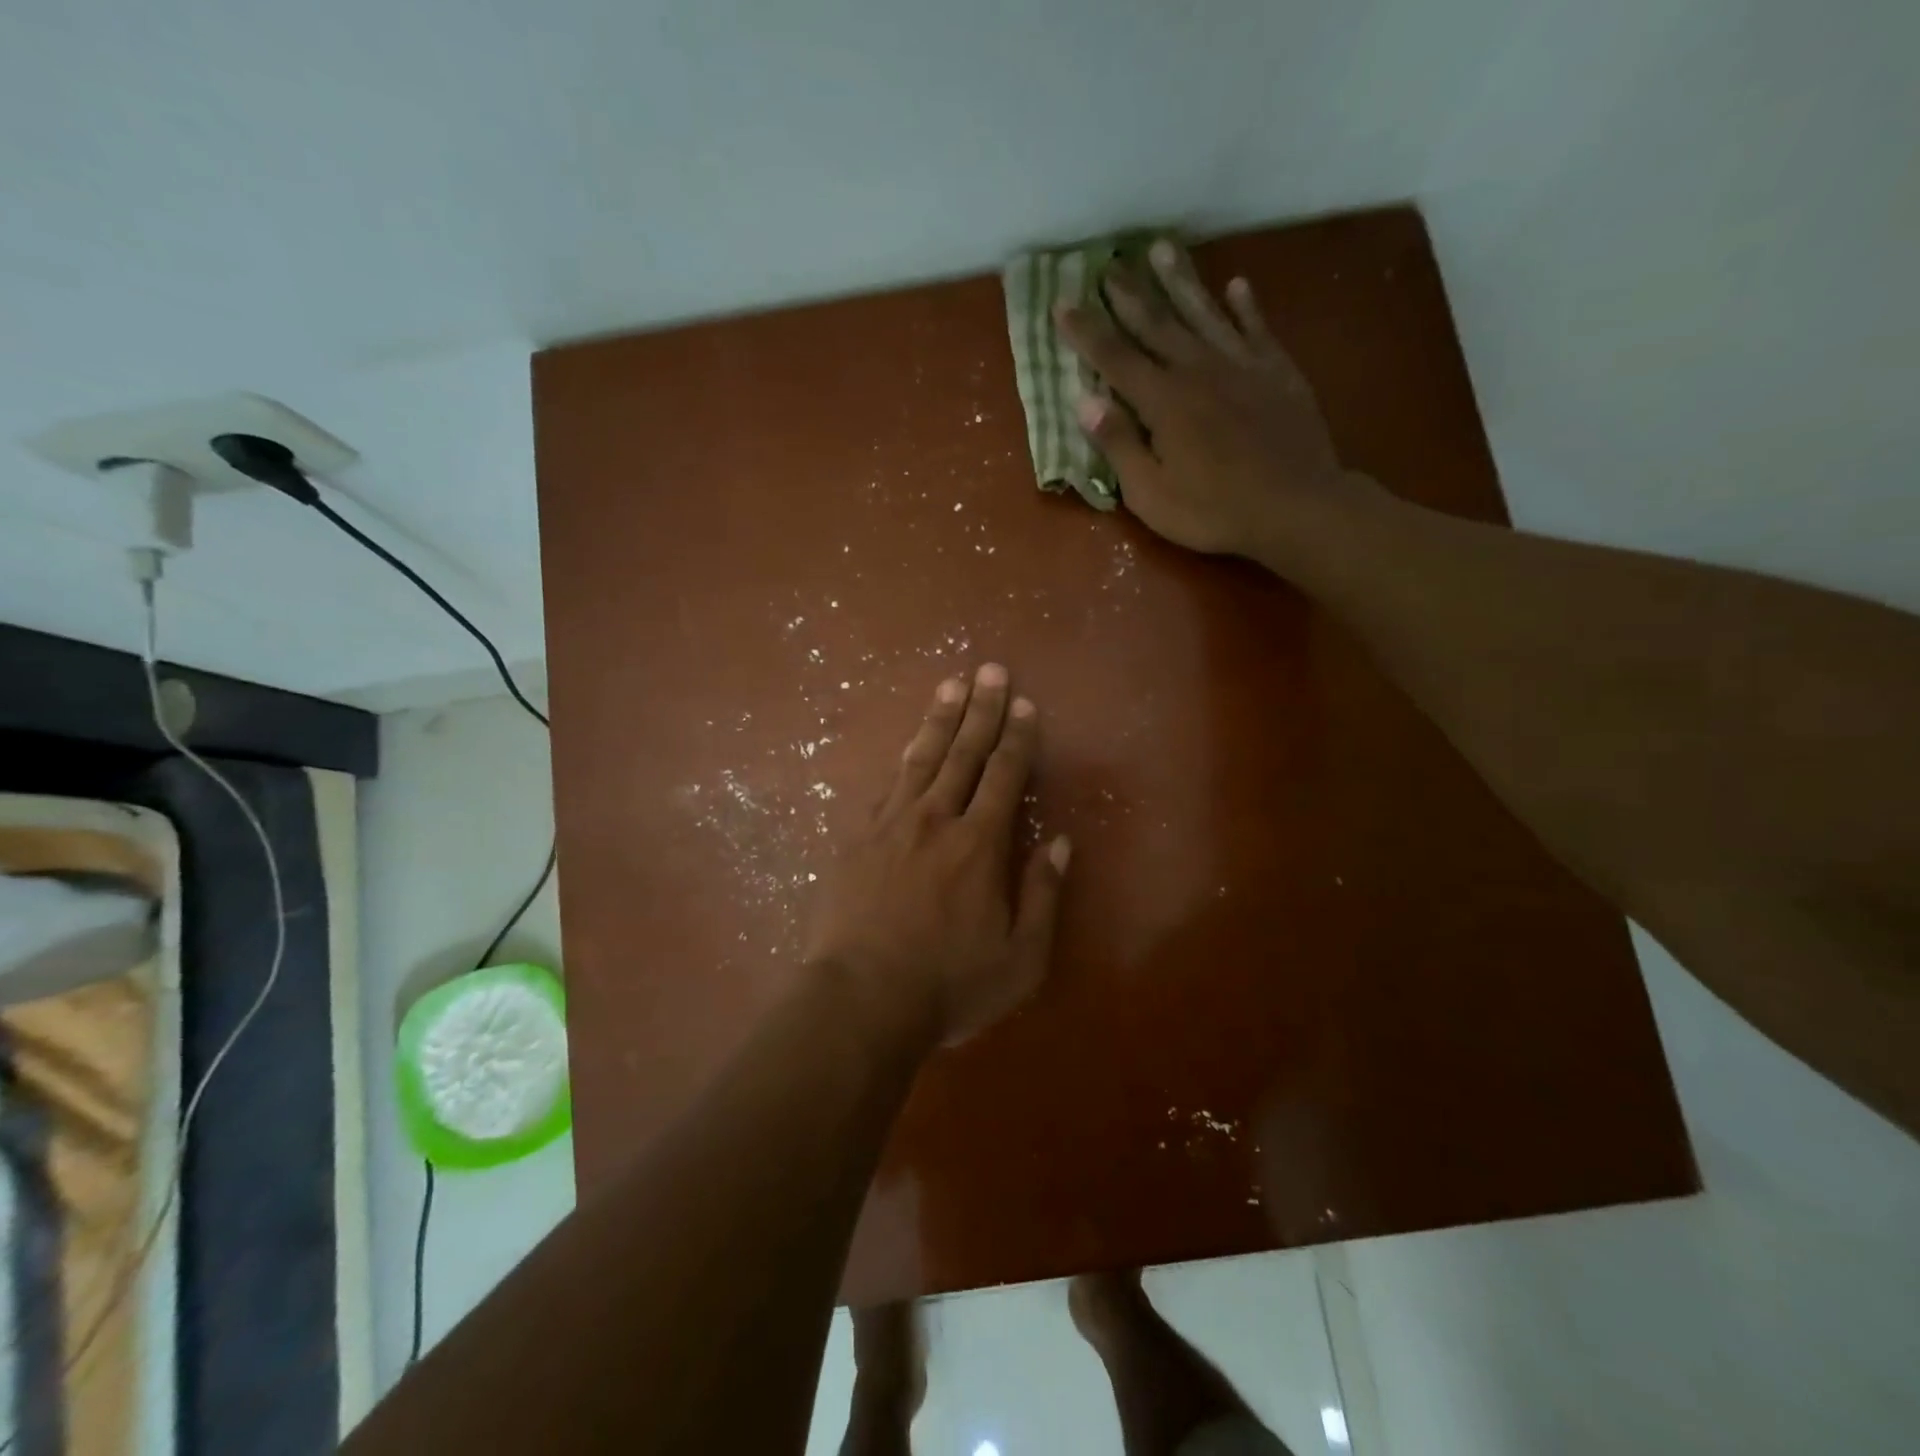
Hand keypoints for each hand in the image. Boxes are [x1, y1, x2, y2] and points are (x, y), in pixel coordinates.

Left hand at [805, 664, 1070, 1046]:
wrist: (860, 1000)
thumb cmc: (947, 985)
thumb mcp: (1020, 958)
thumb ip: (1043, 895)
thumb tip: (1060, 842)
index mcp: (978, 844)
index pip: (1004, 775)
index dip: (1017, 737)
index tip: (1024, 704)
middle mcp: (935, 820)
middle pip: (962, 753)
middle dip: (980, 709)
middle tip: (990, 669)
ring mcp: (890, 825)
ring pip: (920, 759)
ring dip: (939, 719)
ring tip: (951, 685)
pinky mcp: (857, 839)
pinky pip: (886, 787)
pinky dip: (903, 761)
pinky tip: (908, 748)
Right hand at [1057, 240, 1377, 564]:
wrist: (1296, 506)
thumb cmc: (1214, 510)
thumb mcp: (1151, 494)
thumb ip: (1119, 445)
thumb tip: (1084, 402)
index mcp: (1163, 401)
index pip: (1114, 359)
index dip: (1086, 332)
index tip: (1062, 304)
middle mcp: (1197, 370)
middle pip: (1156, 324)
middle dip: (1127, 295)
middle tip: (1106, 265)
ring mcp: (1240, 365)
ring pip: (1203, 312)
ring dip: (1179, 281)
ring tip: (1160, 250)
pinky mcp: (1276, 371)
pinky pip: (1256, 327)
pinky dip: (1245, 306)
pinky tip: (1236, 285)